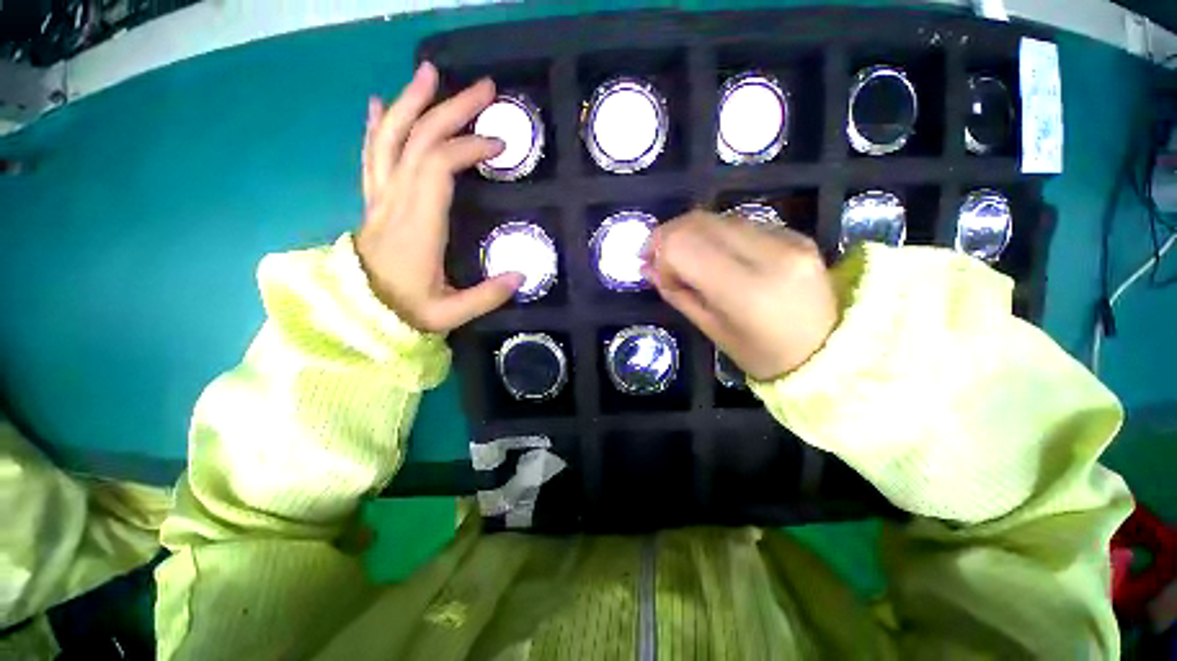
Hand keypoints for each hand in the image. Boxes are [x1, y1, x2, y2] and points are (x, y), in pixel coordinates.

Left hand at [356, 63, 523, 332]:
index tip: (499, 146)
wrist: (357, 314)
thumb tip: (521, 275)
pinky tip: (382, 103)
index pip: (437, 168)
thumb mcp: (450, 314)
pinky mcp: (373, 201)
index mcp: (417, 227)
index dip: (468, 148)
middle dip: (450, 109)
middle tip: (482, 88)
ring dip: (411, 102)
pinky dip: (377, 126)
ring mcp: (379, 198)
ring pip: (390, 139)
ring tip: (430, 73)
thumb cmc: (405, 312)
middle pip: (417, 141)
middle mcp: (395, 202)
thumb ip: (487, 296)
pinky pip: (371, 155)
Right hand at [643, 211, 837, 380]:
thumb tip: (646, 267)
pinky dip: (716, 235)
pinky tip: (714, 255)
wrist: (829, 352)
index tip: (654, 270)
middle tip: (657, 257)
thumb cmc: (761, 354)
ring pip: (718, 218)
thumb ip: (676, 293)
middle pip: (699, 222)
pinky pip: (741, 224)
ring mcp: (788, 239)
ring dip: (691, 233)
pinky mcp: (797, 234)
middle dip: (668, 235)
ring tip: (684, 258)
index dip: (660, 252)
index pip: (684, 246)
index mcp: (745, 290)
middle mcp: (769, 254)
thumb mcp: (711, 330)